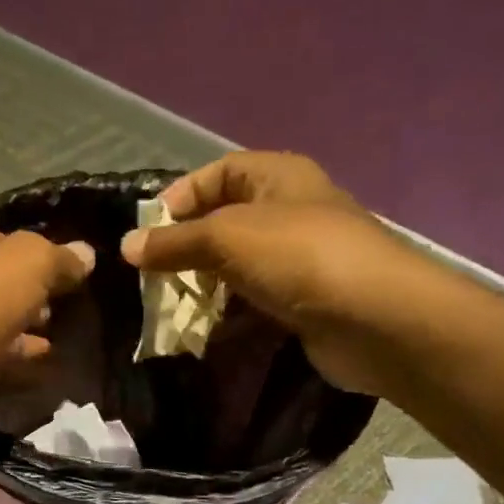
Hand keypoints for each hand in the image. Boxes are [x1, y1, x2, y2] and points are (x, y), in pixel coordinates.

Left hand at [0, 221, 95, 452]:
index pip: (2, 241)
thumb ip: (58, 258)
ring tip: (73, 344)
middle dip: (36, 299)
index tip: (77, 274)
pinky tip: (50, 375)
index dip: (40, 255)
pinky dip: (18, 370)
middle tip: (79, 312)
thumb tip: (85, 254)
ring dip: (30, 337)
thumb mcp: (26, 262)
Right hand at [121, 150, 420, 395]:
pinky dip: (225, 315)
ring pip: (234, 266)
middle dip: (185, 247)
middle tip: (153, 274)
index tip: (150, 228)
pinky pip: (250, 301)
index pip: (219, 171)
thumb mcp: (227, 238)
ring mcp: (296, 259)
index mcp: (278, 177)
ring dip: (201, 286)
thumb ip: (174, 242)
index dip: (182, 194)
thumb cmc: (300, 258)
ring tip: (169, 306)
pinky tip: (201, 332)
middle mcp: (288, 211)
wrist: (377, 319)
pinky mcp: (300, 301)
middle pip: (223, 221)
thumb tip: (125, 246)